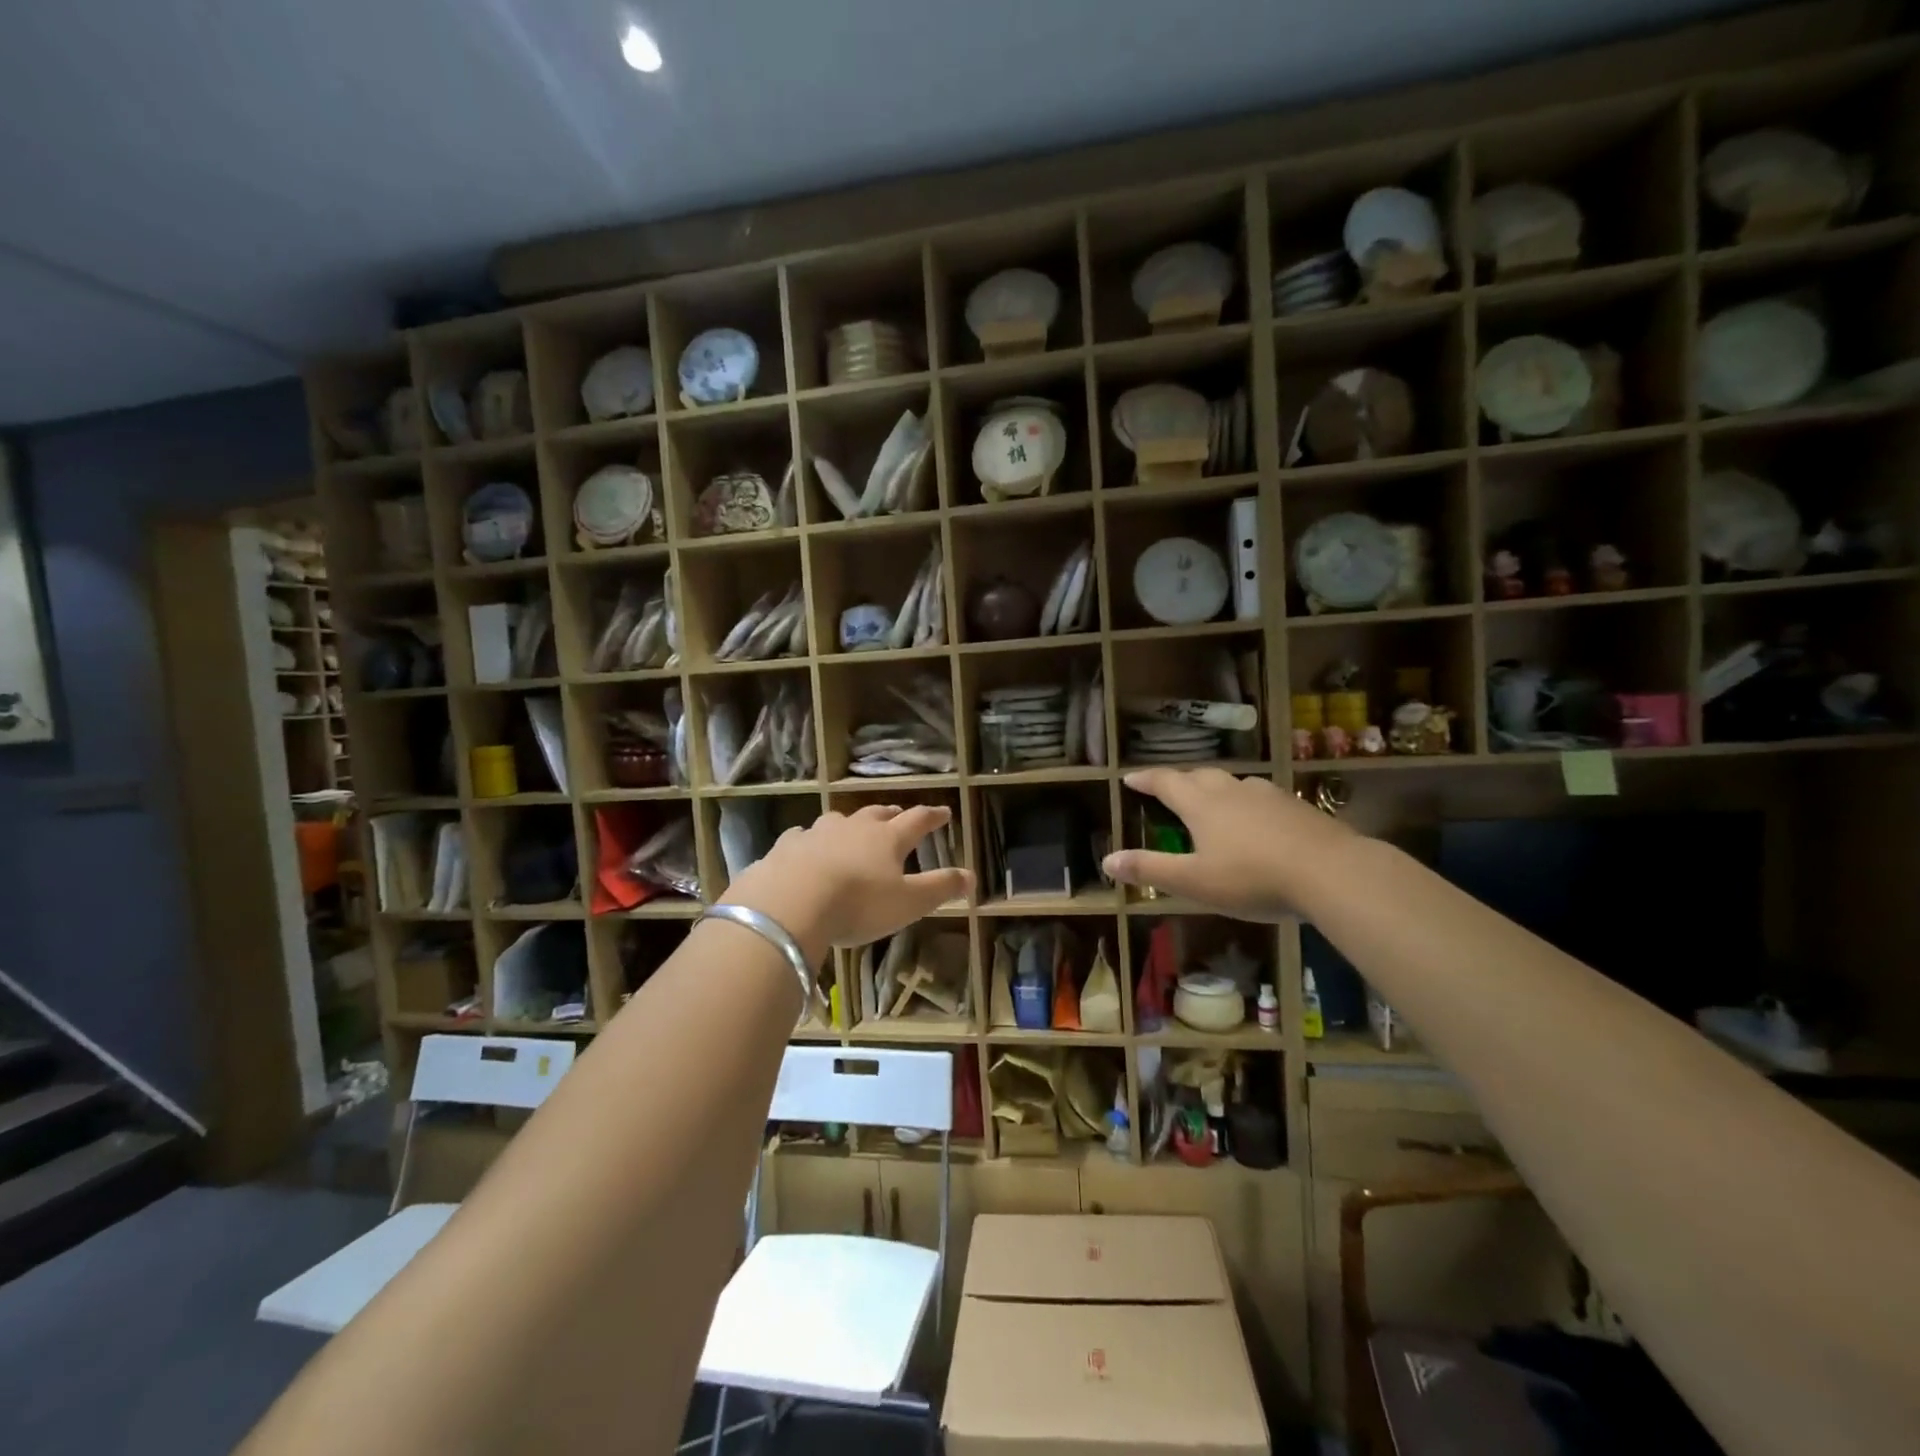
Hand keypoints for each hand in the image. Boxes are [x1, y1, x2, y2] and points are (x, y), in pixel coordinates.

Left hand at [721, 804, 972, 963]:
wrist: (791, 902)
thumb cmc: (858, 904)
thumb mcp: (908, 903)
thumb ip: (940, 888)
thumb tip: (971, 876)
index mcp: (887, 839)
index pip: (917, 821)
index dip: (932, 817)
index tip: (944, 812)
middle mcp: (854, 828)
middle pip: (876, 814)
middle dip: (890, 814)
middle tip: (897, 813)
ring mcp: (817, 834)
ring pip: (838, 820)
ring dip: (850, 823)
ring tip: (852, 827)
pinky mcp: (787, 847)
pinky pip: (802, 837)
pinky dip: (809, 839)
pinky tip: (805, 845)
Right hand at [1101, 768, 1355, 922]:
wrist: (1331, 872)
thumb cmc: (1252, 878)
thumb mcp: (1194, 882)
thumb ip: (1151, 870)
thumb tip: (1107, 861)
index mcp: (1201, 805)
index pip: (1166, 783)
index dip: (1146, 780)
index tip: (1130, 778)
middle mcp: (1231, 791)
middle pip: (1199, 776)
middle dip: (1179, 781)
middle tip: (1168, 788)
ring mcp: (1268, 796)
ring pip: (1233, 783)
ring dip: (1215, 788)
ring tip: (1211, 800)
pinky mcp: (1297, 808)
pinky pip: (1261, 797)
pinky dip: (1247, 802)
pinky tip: (1257, 819)